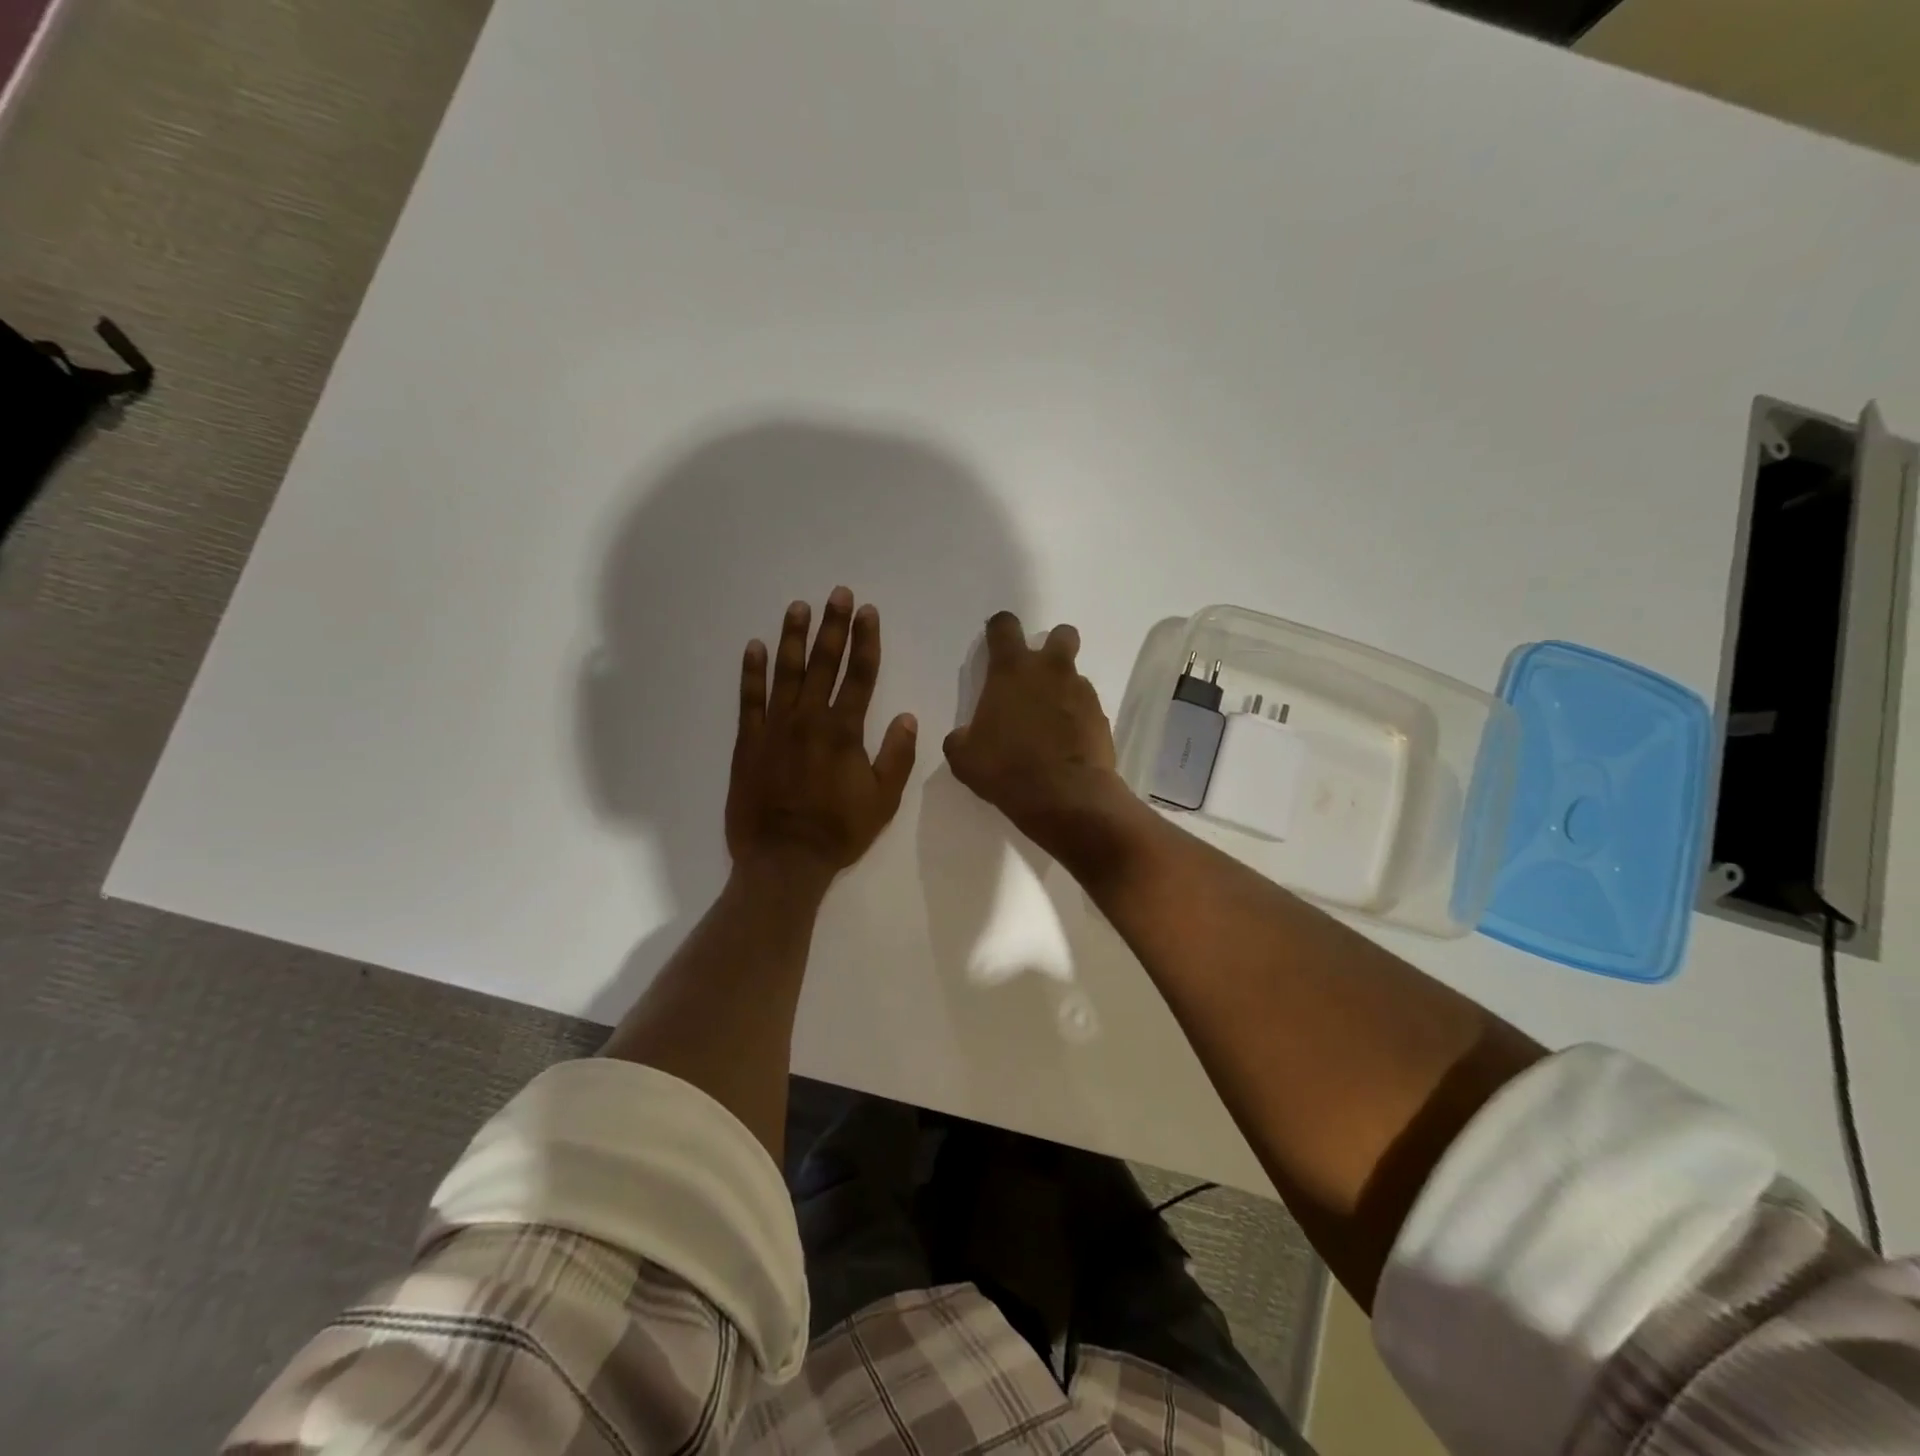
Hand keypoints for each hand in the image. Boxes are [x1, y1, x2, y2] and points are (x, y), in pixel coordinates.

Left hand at [726, 588, 917, 884]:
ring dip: (794, 637)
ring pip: (786, 672)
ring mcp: (775, 727)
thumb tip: (907, 717)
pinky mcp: (749, 741)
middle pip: (824, 663)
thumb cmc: (838, 831)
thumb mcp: (883, 800)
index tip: (868, 612)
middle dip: (833, 626)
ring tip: (798, 606)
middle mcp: (810, 719)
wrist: (783, 860)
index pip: (861, 675)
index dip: (866, 641)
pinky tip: (755, 647)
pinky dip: (752, 672)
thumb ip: (896, 756)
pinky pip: (750, 698)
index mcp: (845, 731)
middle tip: (837, 594)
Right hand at [943, 611, 1126, 853]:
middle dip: (1052, 645)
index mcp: (1011, 671)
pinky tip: (1067, 744)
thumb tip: (965, 737)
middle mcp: (1050, 671)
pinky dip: (1077, 719)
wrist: (1065, 796)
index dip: (999, 629)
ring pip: (1074, 676)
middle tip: (1037, 675)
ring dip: (1063, 690)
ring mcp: (1081, 692)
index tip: (995, 640)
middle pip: (1061, 635)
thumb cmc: (1006, 769)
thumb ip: (962, 738)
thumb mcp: (964, 757)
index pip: (1005, 627)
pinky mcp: (1101, 718)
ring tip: (1050, 724)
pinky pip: (1087, 708)